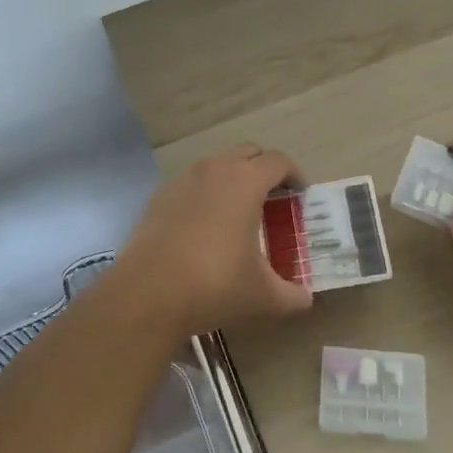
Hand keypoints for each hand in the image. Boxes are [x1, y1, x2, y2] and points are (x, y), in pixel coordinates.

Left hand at [109, 143, 312, 336]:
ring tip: (240, 213)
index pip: (278, 161)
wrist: (147, 294)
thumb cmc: (214, 286)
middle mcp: (214, 170)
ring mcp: (183, 180)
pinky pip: (192, 183)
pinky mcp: (160, 196)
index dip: (294, 176)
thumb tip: (305, 299)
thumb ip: (292, 295)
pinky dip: (206, 193)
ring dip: (234, 179)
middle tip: (273, 201)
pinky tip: (205, 227)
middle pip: (248, 153)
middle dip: (265, 170)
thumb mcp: (262, 296)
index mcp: (245, 182)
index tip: (300, 196)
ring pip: (217, 165)